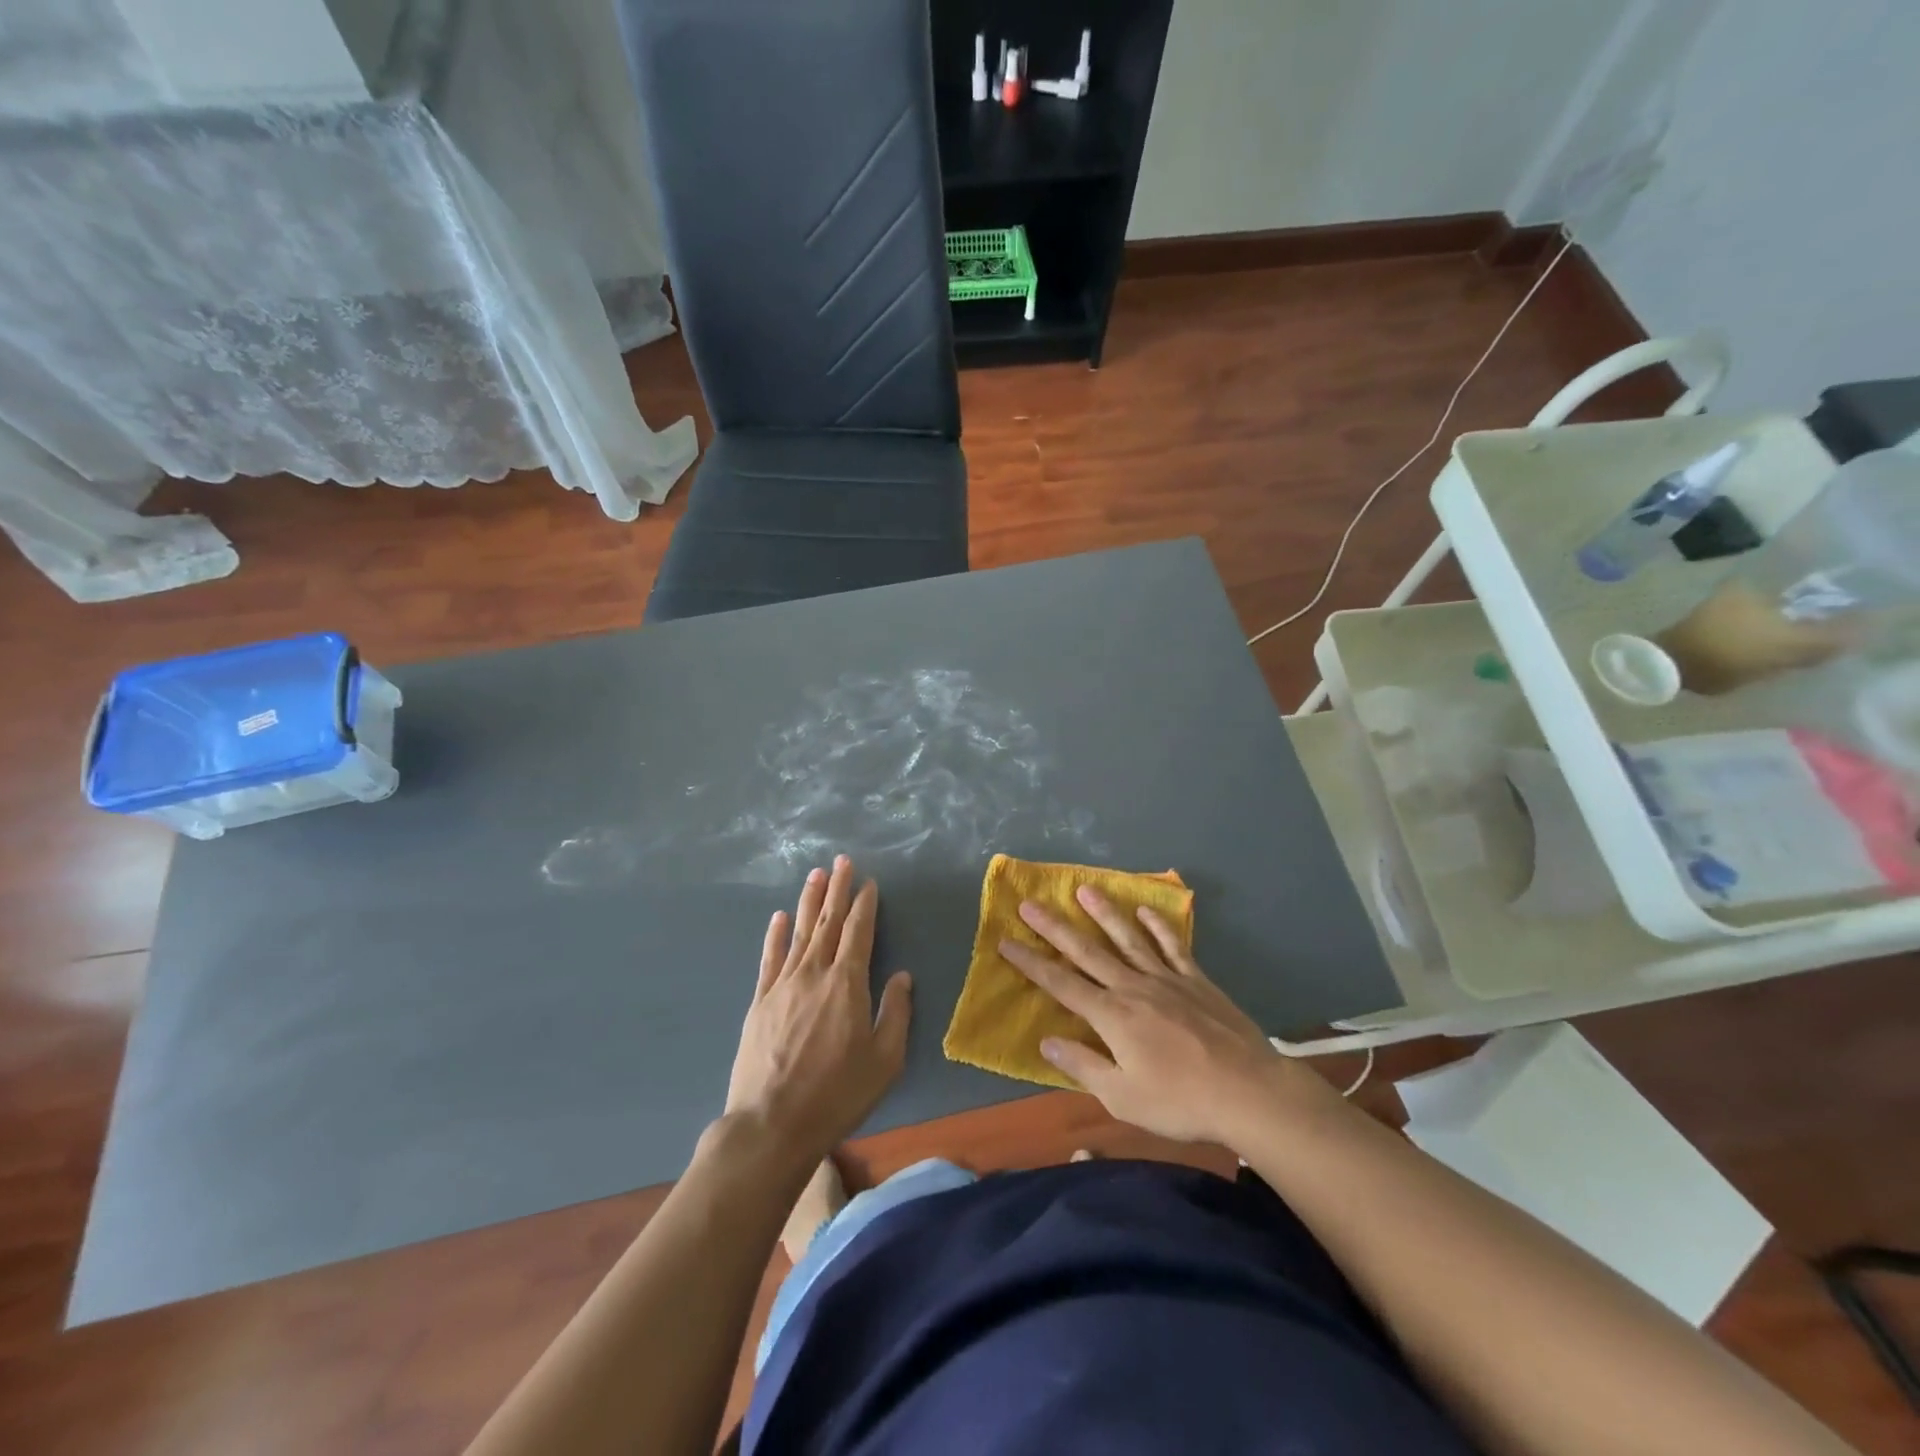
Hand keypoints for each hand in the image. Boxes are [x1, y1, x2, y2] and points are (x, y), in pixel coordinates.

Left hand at [725, 856, 911, 1164]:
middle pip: (827, 922)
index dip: (864, 905)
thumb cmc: (837, 1094)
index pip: (858, 932)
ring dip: (808, 902)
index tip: (868, 883)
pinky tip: (778, 917)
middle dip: (836, 890)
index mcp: (847, 983)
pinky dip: (774, 935)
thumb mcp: (884, 1060)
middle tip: (841, 861)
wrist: (772, 1124)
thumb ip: (895, 1012)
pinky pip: (769, 958)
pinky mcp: (760, 1002)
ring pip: (798, 933)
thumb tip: (901, 976)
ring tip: (815, 875)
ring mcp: (783, 985)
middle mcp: (814, 973)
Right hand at [998, 887, 1332, 1148]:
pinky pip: (1172, 946)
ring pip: (1127, 938)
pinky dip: (1158, 927)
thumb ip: (1083, 1067)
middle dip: (1054, 928)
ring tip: (1084, 889)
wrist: (1248, 1090)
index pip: (1060, 984)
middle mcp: (1132, 987)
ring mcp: (1166, 979)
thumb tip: (1046, 1041)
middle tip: (1030, 903)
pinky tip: (1145, 911)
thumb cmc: (1180, 1101)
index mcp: (1111, 1016)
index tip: (1006, 942)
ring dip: (1104, 913)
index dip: (1031, 963)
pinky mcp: (1196, 980)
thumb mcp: (1123, 1098)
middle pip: (1086, 952)